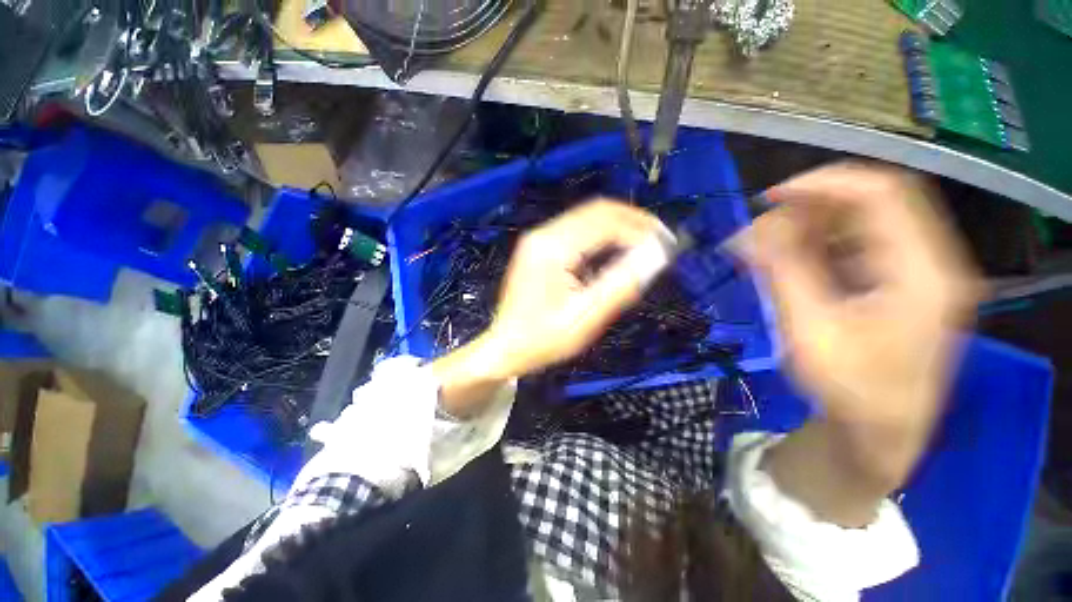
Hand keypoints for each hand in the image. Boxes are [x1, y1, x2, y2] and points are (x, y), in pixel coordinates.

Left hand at [432, 200, 672, 416]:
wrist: (505, 347)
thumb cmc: (542, 340)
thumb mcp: (584, 319)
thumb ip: (620, 286)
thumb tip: (657, 256)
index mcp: (552, 249)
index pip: (605, 221)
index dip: (641, 228)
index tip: (667, 245)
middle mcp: (543, 234)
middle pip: (596, 211)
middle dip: (633, 222)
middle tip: (661, 241)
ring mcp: (539, 239)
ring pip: (588, 218)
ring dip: (619, 228)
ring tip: (644, 246)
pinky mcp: (540, 247)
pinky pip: (578, 231)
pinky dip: (603, 237)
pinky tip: (616, 253)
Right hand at [739, 163, 979, 523]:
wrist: (880, 433)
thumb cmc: (849, 390)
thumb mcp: (809, 331)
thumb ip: (782, 273)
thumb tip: (747, 233)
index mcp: (922, 272)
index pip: (881, 194)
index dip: (822, 185)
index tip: (769, 198)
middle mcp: (930, 261)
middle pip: (872, 203)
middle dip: (810, 209)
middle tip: (761, 232)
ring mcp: (918, 271)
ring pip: (863, 222)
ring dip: (812, 226)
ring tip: (769, 248)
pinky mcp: (900, 282)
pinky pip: (859, 244)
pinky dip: (820, 244)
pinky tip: (791, 260)